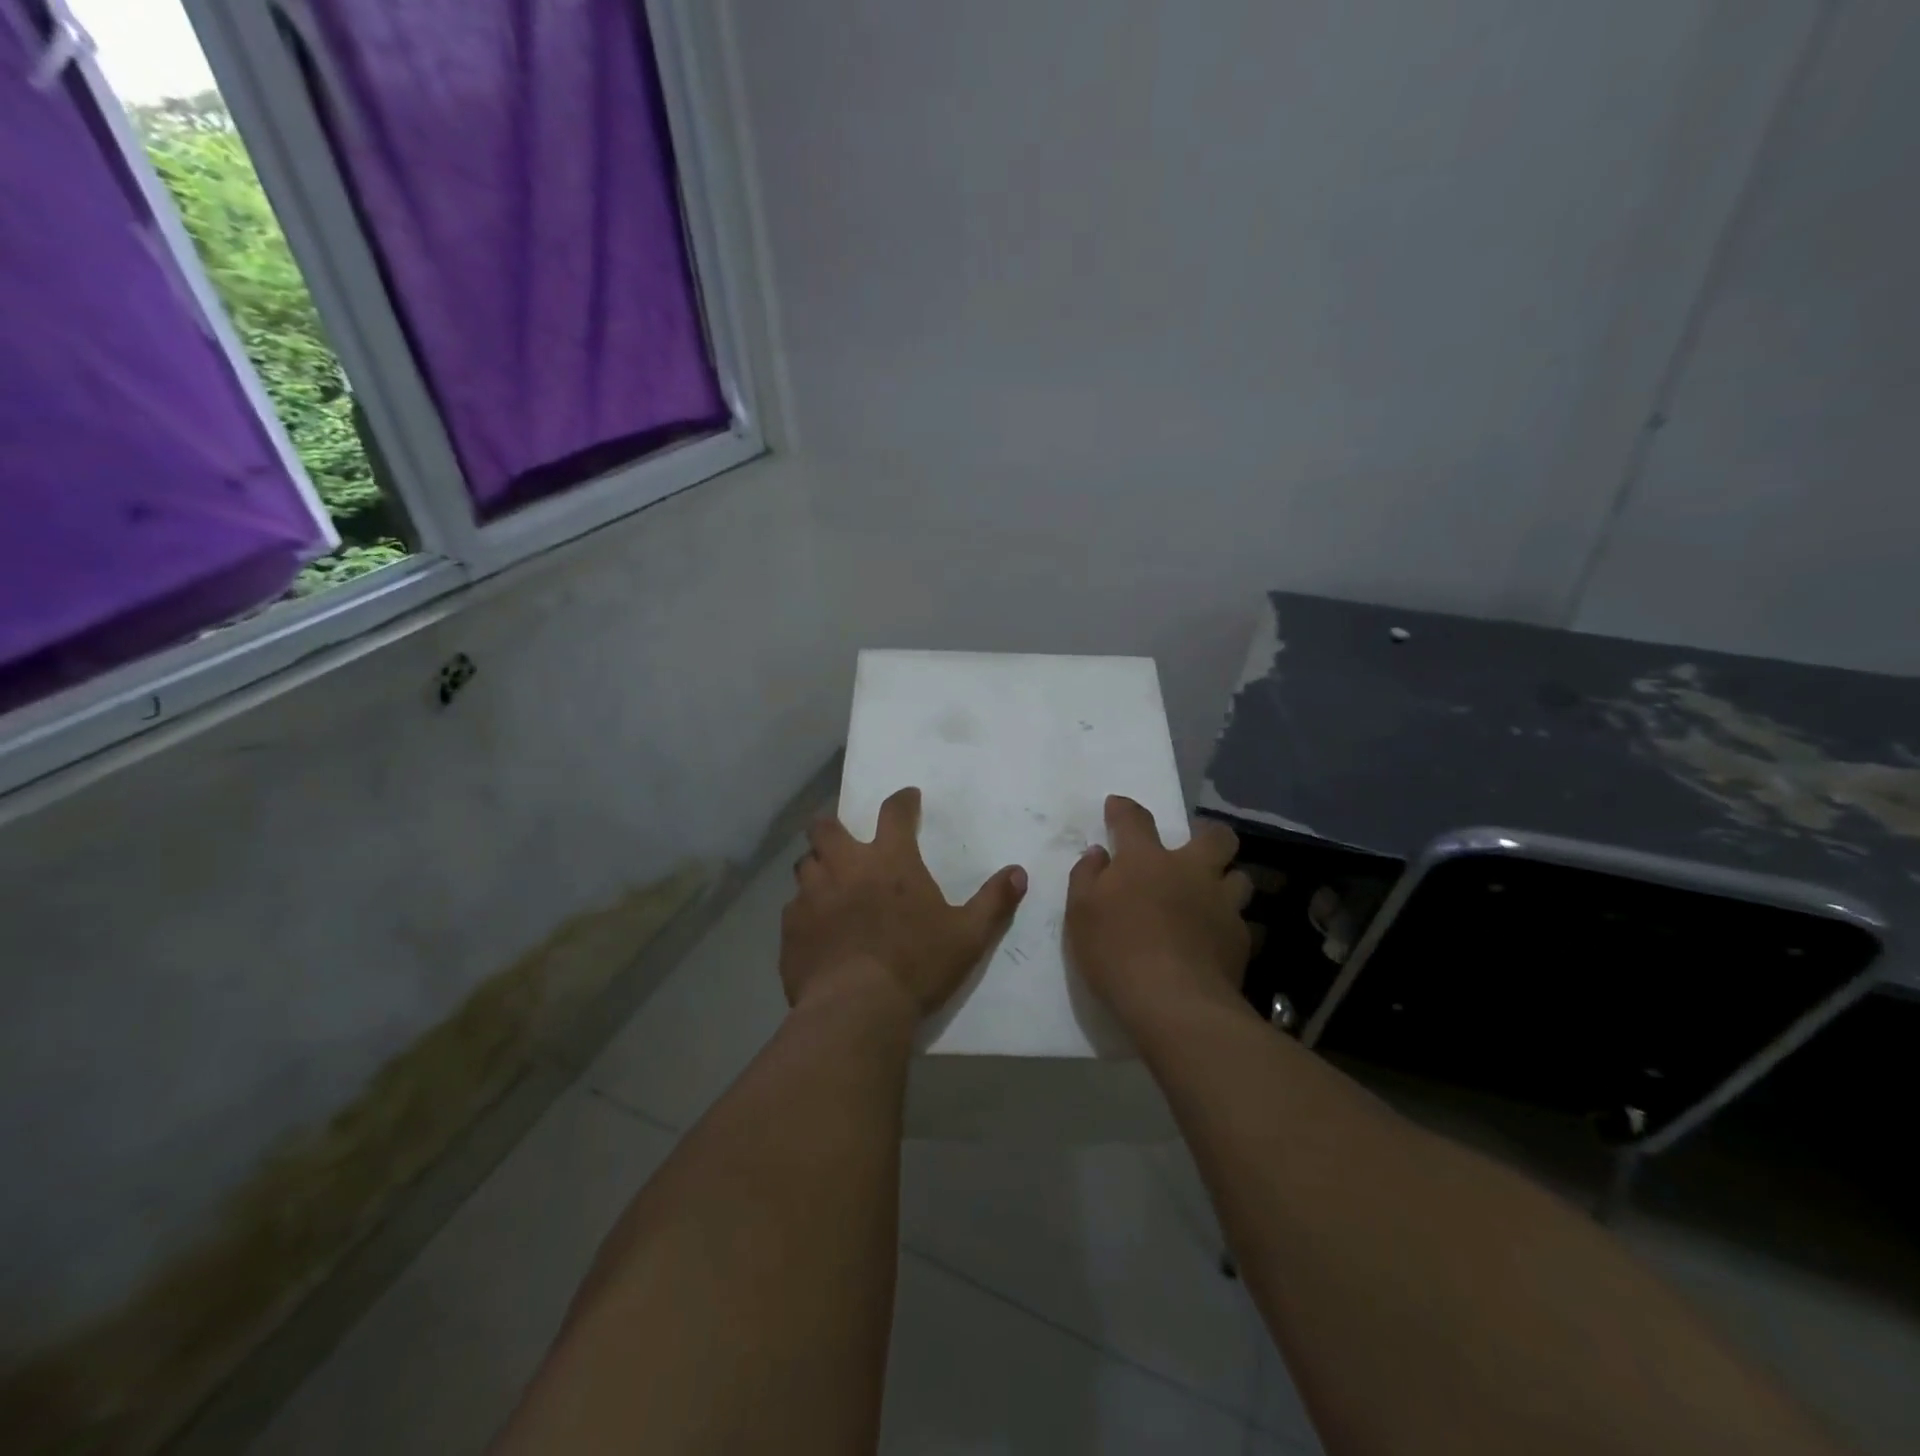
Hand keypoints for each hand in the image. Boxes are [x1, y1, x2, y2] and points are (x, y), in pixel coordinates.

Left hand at [781, 787, 1027, 1019]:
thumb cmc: (916, 965)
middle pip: (826, 827)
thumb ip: (994, 902)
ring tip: (827, 881)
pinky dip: (805, 909)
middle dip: (833, 824)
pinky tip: (815, 926)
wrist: (856, 1009)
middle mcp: (845, 867)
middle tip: (844, 836)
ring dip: (816, 866)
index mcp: (890, 861)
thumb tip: (1020, 873)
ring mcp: (812, 895)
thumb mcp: (968, 936)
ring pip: (804, 864)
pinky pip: (793, 907)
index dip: (902, 800)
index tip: (907, 797)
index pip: (895, 812)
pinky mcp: (791, 927)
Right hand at [1065, 795, 1252, 1027]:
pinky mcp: (1241, 939)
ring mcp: (1222, 904)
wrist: (1174, 1003)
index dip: (1124, 809)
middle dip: (1207, 835)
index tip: (1117, 806)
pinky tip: (1216, 940)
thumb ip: (1086, 877)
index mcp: (1146, 860)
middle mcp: (1190, 871)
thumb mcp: (1080, 913)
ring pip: (1240, 877)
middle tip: (1193, 850)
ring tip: (1211, 897)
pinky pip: (1242, 922)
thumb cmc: (1117, 952)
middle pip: (1215, 837)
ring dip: (1226, 881)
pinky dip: (1229, 925)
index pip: (1134, 819)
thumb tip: (1098, 854)